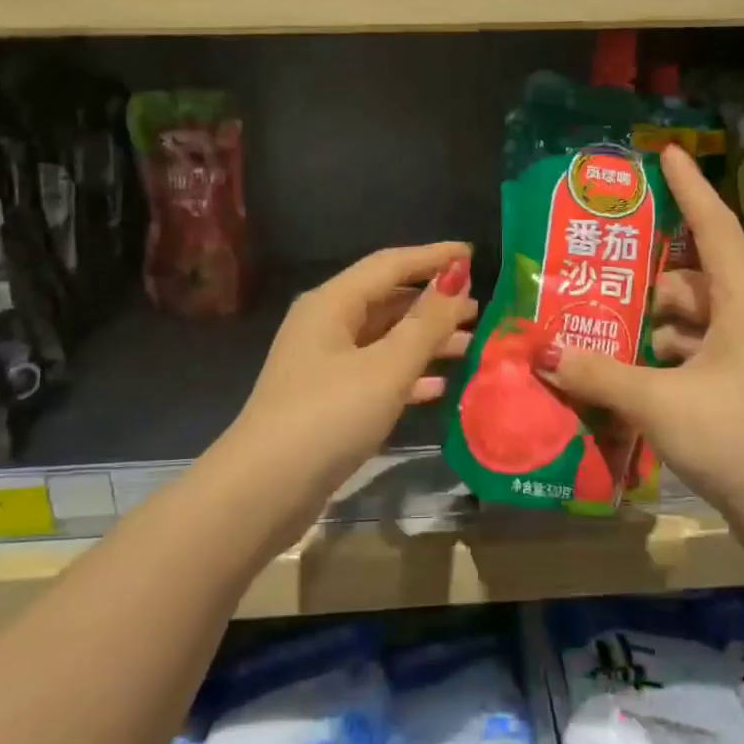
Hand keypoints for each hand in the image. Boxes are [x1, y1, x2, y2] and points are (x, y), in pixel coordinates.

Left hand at [211, 244, 475, 547]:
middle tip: (480, 309)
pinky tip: (440, 387)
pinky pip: (376, 374)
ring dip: (426, 341)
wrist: (264, 489)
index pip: (390, 264)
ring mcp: (324, 365)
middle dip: (433, 304)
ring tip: (470, 346)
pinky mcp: (327, 400)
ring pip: (384, 340)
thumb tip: (457, 278)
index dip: (433, 257)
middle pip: (387, 301)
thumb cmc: (329, 416)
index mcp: (332, 304)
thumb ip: (426, 322)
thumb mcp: (387, 367)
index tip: (473, 254)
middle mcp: (325, 325)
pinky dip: (407, 376)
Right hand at [533, 146, 743, 555]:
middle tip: (599, 274)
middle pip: (690, 278)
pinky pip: (689, 351)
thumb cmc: (735, 436)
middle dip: (647, 277)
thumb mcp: (659, 401)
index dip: (690, 187)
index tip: (667, 153)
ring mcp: (742, 354)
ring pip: (687, 318)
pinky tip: (624, 369)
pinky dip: (658, 354)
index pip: (714, 226)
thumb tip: (545, 352)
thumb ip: (599, 374)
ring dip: (648, 322)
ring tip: (599, 326)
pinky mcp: (734, 385)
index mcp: (742, 302)